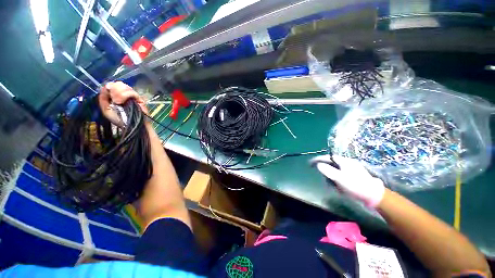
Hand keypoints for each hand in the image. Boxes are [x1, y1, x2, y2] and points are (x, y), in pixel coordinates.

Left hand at [98, 81, 147, 124]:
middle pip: (120, 84)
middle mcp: (125, 95)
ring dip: (120, 93)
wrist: (131, 126)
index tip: (108, 89)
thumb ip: (103, 98)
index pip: (114, 85)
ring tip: (118, 102)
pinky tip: (121, 101)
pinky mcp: (139, 100)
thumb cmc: (119, 120)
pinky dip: (126, 95)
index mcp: (117, 96)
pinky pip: (132, 93)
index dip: (111, 85)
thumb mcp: (106, 110)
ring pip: (126, 87)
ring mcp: (133, 97)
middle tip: (113, 98)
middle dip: (115, 89)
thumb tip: (105, 86)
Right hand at [311, 155, 385, 207]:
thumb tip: (318, 165)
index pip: (327, 157)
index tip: (310, 163)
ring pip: (336, 170)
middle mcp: (347, 163)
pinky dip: (338, 180)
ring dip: (332, 178)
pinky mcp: (354, 175)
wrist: (374, 195)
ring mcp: (351, 169)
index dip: (317, 160)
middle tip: (325, 180)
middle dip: (326, 171)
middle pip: (331, 164)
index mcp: (344, 161)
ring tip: (334, 187)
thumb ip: (328, 170)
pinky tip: (340, 188)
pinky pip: (341, 175)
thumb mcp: (339, 178)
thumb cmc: (355, 186)